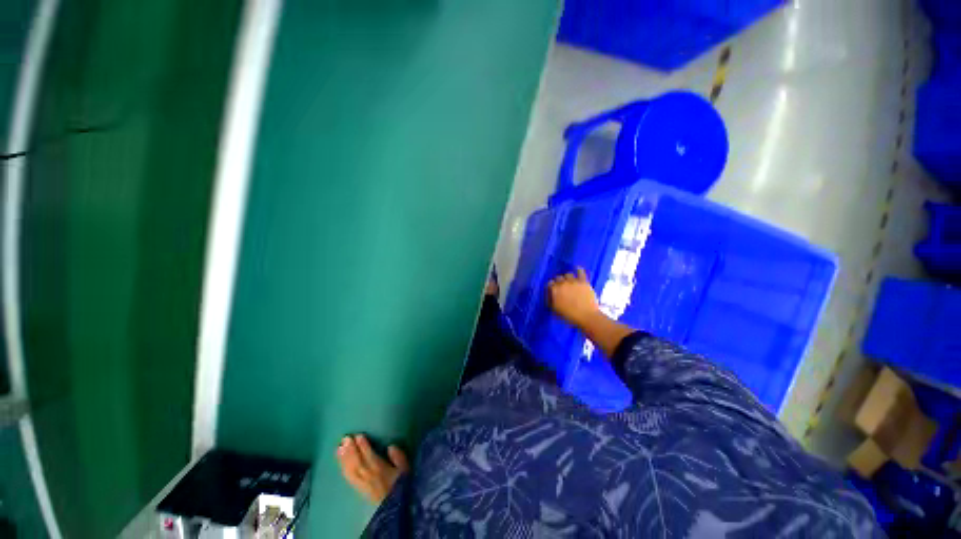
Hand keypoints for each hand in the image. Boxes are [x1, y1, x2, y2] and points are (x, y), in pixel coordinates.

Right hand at [547, 268, 600, 326]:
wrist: (587, 316)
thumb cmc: (569, 316)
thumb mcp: (555, 310)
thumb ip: (551, 301)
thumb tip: (550, 295)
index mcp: (555, 290)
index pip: (550, 284)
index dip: (551, 286)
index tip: (553, 290)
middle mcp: (563, 283)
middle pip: (558, 278)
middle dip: (559, 282)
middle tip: (562, 287)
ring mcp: (573, 281)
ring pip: (568, 274)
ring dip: (567, 278)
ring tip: (569, 281)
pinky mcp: (583, 281)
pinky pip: (580, 272)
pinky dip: (578, 269)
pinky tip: (577, 269)